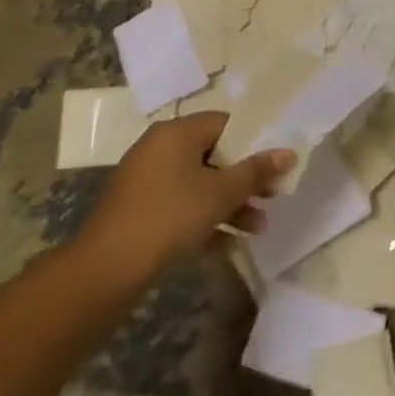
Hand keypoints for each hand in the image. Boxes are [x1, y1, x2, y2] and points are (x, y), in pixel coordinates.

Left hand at [74, 113, 294, 291]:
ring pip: (199, 184)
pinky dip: (205, 219)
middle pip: (214, 155)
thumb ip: (257, 171)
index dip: (255, 142)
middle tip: (273, 196)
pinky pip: (182, 206)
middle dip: (245, 179)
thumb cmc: (170, 217)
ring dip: (231, 204)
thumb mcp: (222, 193)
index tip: (276, 165)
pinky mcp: (139, 211)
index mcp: (176, 133)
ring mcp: (146, 181)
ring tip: (258, 228)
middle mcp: (159, 149)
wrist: (106, 271)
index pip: (226, 124)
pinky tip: (229, 244)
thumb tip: (289, 153)